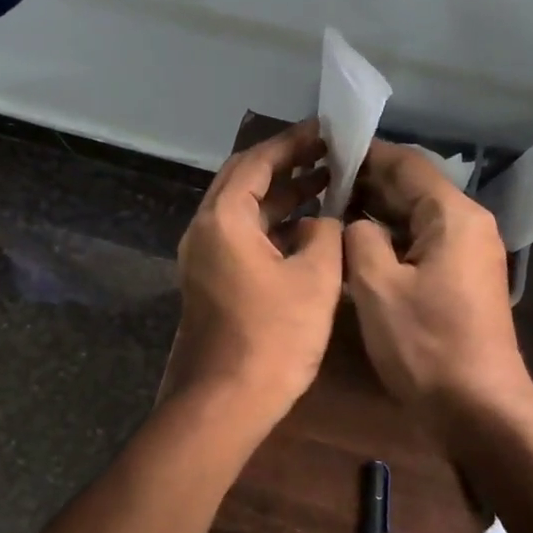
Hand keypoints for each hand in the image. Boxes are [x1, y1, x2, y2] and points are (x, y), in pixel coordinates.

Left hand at [163, 121, 343, 426]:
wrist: (226, 401)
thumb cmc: (274, 337)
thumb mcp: (315, 278)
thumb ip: (324, 235)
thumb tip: (320, 222)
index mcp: (223, 219)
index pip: (256, 162)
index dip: (293, 143)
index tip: (327, 131)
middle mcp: (204, 231)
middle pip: (244, 182)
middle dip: (287, 165)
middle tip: (329, 155)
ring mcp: (203, 259)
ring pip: (244, 212)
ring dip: (282, 197)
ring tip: (328, 185)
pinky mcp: (211, 282)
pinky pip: (242, 239)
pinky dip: (272, 227)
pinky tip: (308, 230)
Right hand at [344, 140, 532, 424]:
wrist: (477, 408)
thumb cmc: (425, 345)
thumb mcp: (377, 287)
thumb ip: (359, 239)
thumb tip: (355, 223)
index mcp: (452, 216)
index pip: (406, 164)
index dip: (365, 153)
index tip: (324, 148)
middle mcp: (467, 226)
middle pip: (412, 188)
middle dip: (366, 183)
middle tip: (316, 182)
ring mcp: (467, 255)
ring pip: (414, 218)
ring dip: (374, 213)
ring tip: (326, 210)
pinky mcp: (460, 281)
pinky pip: (420, 245)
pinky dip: (389, 240)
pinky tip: (354, 248)